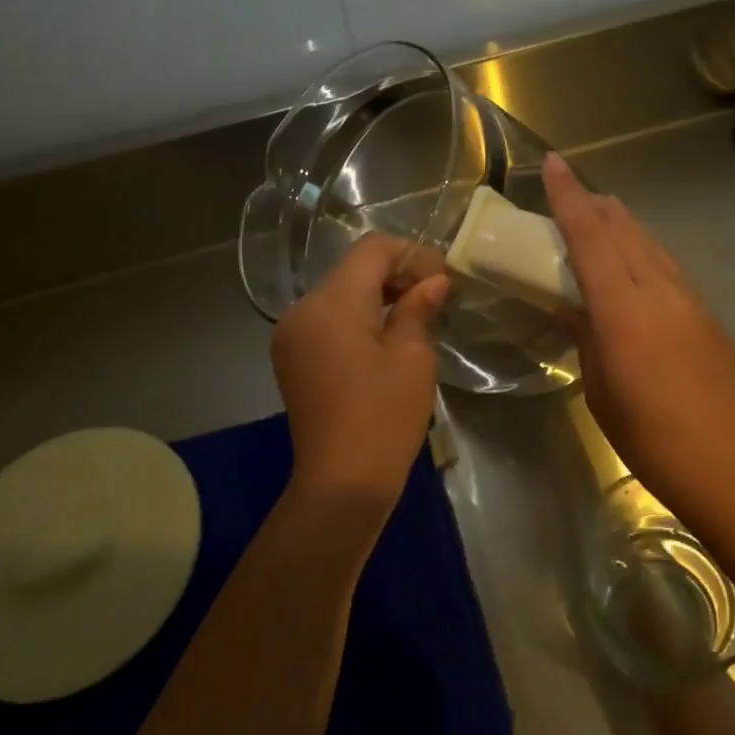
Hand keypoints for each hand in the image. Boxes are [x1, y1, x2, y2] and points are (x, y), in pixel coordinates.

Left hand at [271, 235, 449, 516]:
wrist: (341, 484)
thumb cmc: (384, 417)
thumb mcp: (412, 357)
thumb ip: (418, 308)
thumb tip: (433, 281)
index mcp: (331, 302)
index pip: (371, 250)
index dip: (411, 255)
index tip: (443, 277)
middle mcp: (302, 309)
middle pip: (352, 269)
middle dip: (395, 274)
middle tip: (435, 295)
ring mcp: (290, 334)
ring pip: (338, 293)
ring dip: (376, 295)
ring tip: (414, 315)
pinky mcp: (290, 357)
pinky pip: (326, 319)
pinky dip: (356, 317)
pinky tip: (384, 337)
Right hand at [544, 153, 734, 512]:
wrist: (734, 468)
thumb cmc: (651, 439)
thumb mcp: (601, 390)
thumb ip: (586, 338)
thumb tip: (571, 308)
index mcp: (624, 311)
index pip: (590, 237)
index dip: (568, 197)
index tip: (552, 163)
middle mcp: (659, 291)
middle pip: (623, 229)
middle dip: (594, 204)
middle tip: (571, 192)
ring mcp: (690, 300)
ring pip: (649, 243)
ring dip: (621, 224)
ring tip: (600, 216)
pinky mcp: (708, 315)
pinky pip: (667, 265)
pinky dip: (643, 250)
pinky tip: (635, 261)